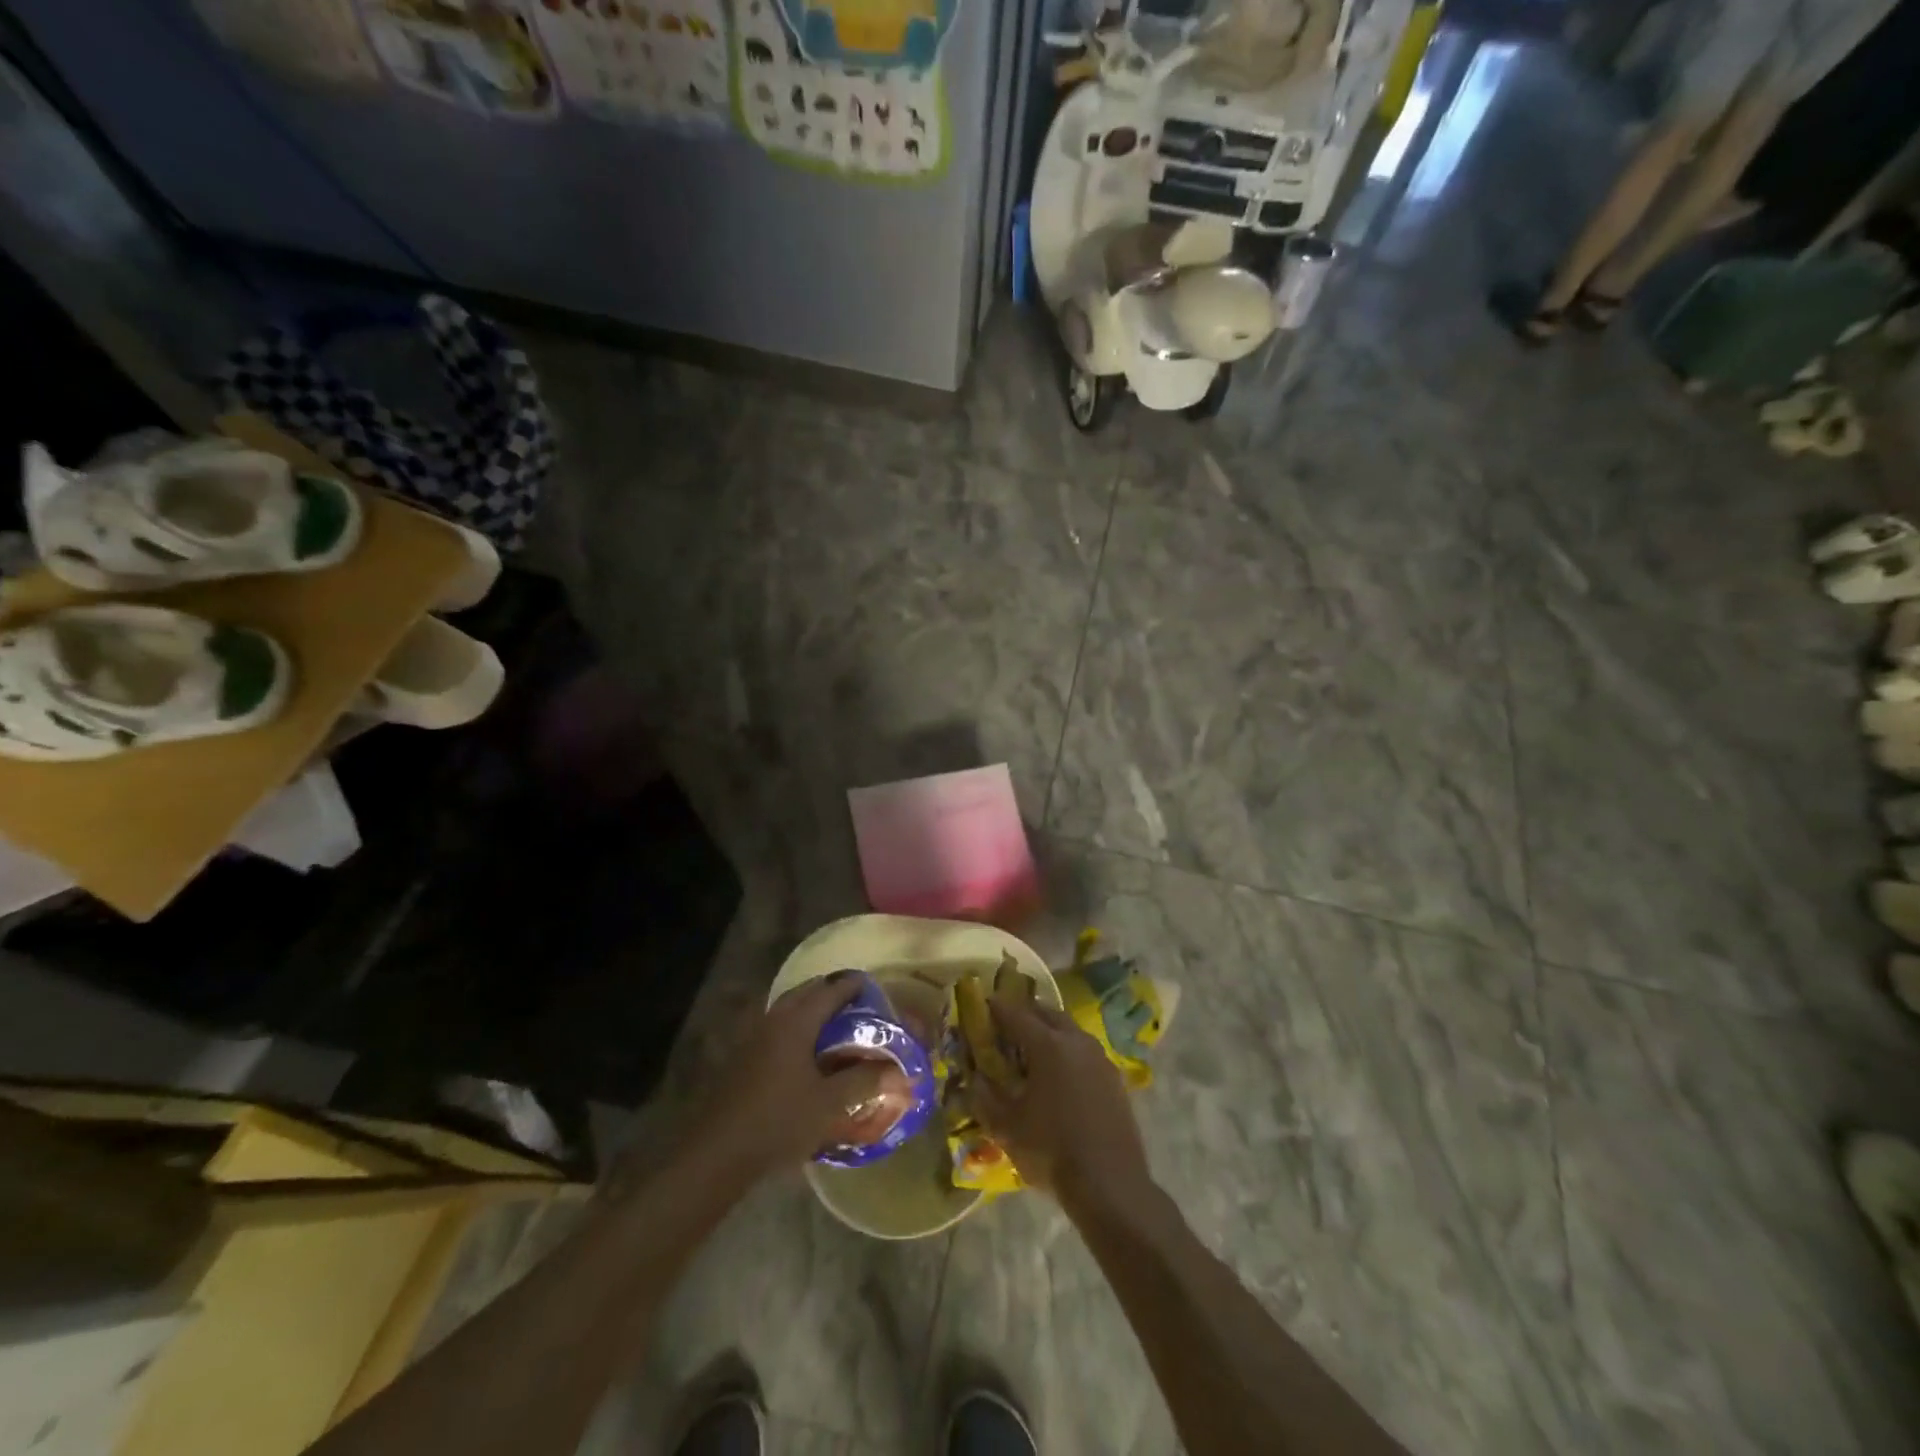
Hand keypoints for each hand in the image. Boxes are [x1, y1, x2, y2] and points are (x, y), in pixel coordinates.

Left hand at [687, 974, 893, 1183]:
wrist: (718, 1154)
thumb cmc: (779, 1121)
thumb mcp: (829, 1103)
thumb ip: (866, 1080)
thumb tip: (901, 1070)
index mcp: (797, 1020)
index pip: (832, 988)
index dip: (856, 986)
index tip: (878, 991)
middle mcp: (774, 1018)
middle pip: (809, 992)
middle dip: (835, 994)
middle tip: (861, 1009)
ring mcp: (755, 1036)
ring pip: (791, 1009)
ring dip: (815, 1011)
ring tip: (839, 1030)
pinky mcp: (745, 1056)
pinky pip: (779, 1027)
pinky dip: (799, 1028)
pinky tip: (811, 1055)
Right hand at [973, 993, 1153, 1210]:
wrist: (1110, 1184)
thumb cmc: (1051, 1151)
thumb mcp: (1007, 1127)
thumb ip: (985, 1097)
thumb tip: (974, 1078)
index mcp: (1048, 1044)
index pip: (1016, 1014)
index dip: (997, 1008)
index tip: (984, 1005)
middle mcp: (1076, 1041)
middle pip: (1047, 1014)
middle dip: (1025, 1014)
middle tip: (1007, 1025)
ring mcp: (1099, 1057)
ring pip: (1069, 1030)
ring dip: (1049, 1031)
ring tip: (1032, 1049)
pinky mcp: (1113, 1077)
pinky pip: (1084, 1051)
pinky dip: (1067, 1051)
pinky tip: (1059, 1074)